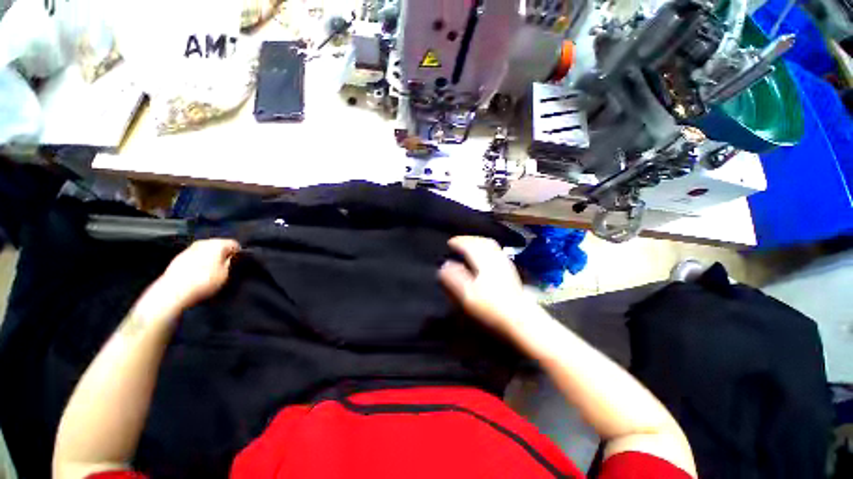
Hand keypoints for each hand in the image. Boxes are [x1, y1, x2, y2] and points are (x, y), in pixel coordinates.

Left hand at [153, 239, 240, 311]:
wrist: (173, 292)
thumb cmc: (204, 281)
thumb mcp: (226, 273)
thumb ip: (231, 262)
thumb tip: (233, 257)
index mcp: (217, 244)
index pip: (234, 244)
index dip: (238, 253)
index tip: (238, 263)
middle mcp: (203, 242)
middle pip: (218, 245)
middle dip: (223, 255)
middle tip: (226, 268)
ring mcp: (189, 249)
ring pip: (206, 251)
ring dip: (210, 259)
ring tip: (212, 272)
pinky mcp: (178, 258)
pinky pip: (195, 257)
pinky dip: (199, 263)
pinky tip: (199, 274)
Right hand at [439, 236, 536, 334]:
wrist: (520, 320)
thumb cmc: (491, 307)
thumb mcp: (467, 294)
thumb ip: (454, 278)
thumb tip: (444, 265)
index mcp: (484, 261)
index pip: (470, 245)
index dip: (458, 242)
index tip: (449, 243)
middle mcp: (496, 258)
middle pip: (483, 242)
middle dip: (470, 240)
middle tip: (459, 242)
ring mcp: (506, 265)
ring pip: (492, 247)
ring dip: (479, 243)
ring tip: (470, 247)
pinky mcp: (511, 272)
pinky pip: (497, 253)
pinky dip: (487, 251)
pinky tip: (485, 259)